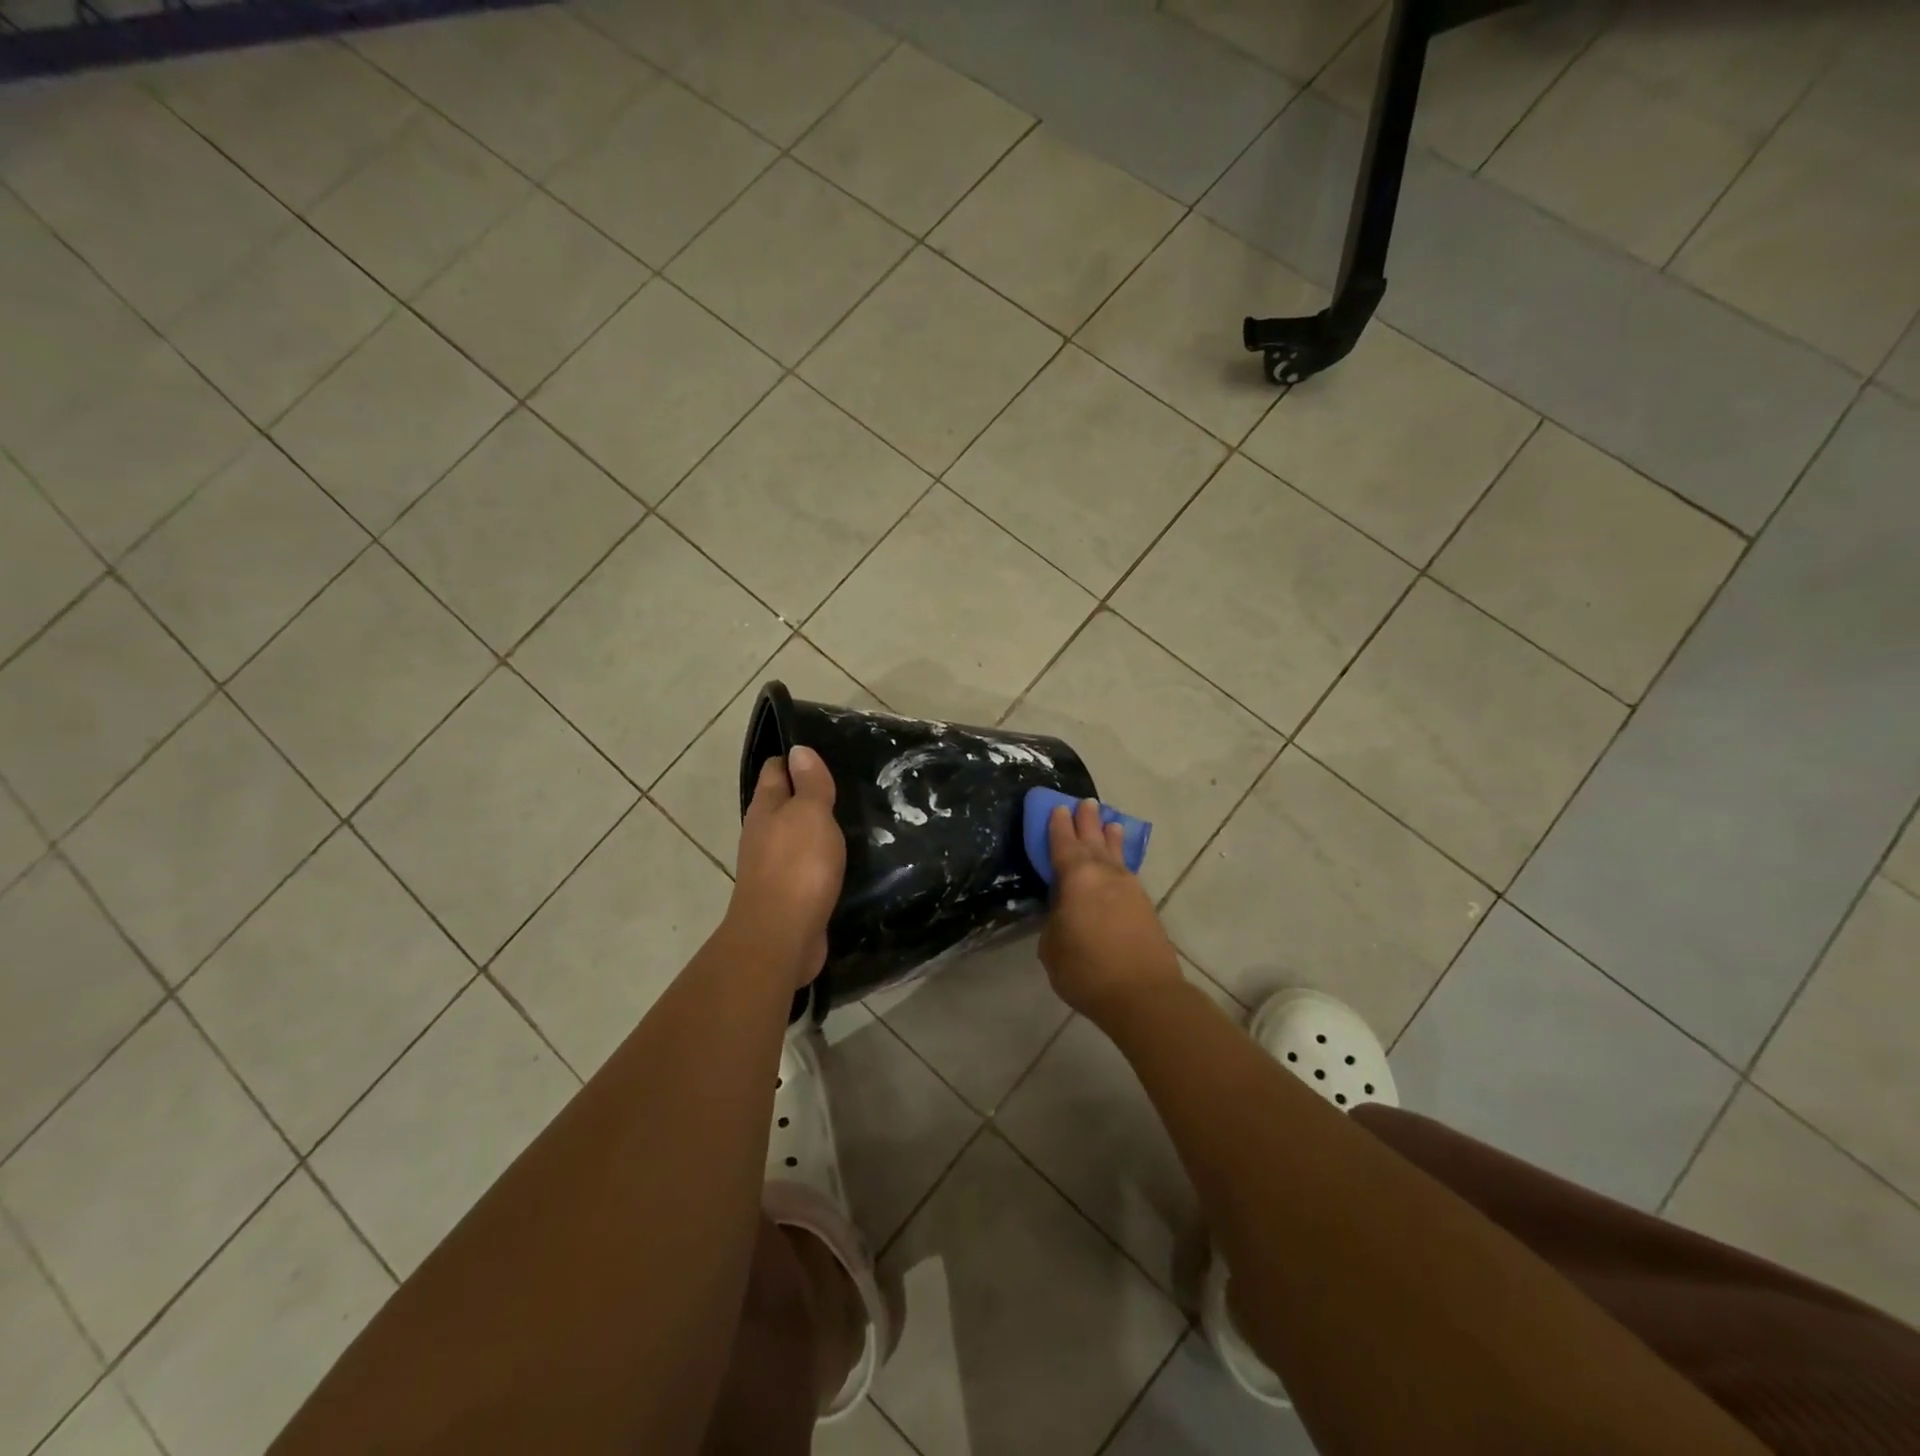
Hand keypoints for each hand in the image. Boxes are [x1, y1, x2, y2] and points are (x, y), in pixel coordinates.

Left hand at [730, 747, 845, 989]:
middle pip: (783, 802)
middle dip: (808, 792)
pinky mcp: (788, 894)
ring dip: (816, 827)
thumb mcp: (810, 814)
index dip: (795, 758)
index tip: (824, 751)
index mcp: (765, 808)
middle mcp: (763, 833)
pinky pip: (805, 865)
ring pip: (795, 835)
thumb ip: (809, 783)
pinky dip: (820, 857)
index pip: (775, 770)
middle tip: (847, 783)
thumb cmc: (797, 866)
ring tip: (852, 818)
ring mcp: (772, 866)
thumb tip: (798, 750)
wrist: (781, 937)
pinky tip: (843, 858)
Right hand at [1038, 799, 1182, 1023]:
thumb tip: (1065, 911)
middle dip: (1087, 821)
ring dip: (1110, 837)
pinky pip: (1127, 871)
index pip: (1063, 843)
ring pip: (1116, 854)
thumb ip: (1056, 920)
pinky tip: (1120, 863)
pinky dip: (1121, 860)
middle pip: (1093, 840)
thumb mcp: (1052, 946)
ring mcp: (1129, 888)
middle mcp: (1104, 874)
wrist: (1143, 995)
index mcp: (1076, 877)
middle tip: (1085, 802)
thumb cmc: (1087, 969)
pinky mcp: (1145, 906)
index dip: (1058, 826)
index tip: (1057, 807)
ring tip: (1110, 822)